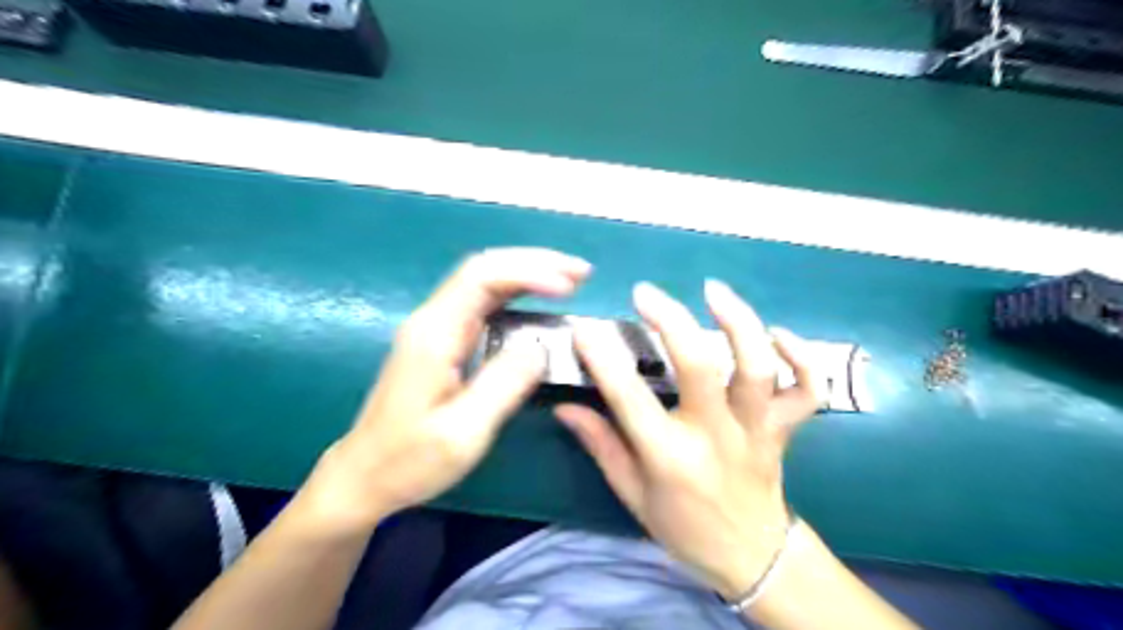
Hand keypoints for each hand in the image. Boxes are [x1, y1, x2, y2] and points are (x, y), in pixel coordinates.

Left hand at [299, 249, 596, 534]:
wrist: (363, 477)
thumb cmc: (409, 461)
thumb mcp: (462, 432)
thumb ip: (503, 385)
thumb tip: (540, 346)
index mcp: (435, 333)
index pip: (483, 276)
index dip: (530, 271)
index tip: (570, 286)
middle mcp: (432, 320)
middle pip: (484, 269)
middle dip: (535, 263)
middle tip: (581, 274)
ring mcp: (435, 329)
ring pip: (483, 282)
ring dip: (527, 274)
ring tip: (569, 281)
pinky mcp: (441, 341)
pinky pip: (482, 303)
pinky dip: (515, 294)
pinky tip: (537, 302)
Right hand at [557, 281, 821, 600]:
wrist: (752, 557)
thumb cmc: (684, 527)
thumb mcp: (632, 495)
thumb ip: (600, 445)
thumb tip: (564, 408)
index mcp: (670, 458)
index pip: (629, 399)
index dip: (604, 359)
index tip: (586, 328)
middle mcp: (715, 437)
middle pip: (699, 368)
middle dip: (670, 321)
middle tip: (645, 293)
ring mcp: (756, 430)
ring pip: (757, 370)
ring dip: (739, 324)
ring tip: (713, 290)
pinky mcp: (784, 429)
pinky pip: (808, 391)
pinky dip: (802, 358)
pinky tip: (778, 333)